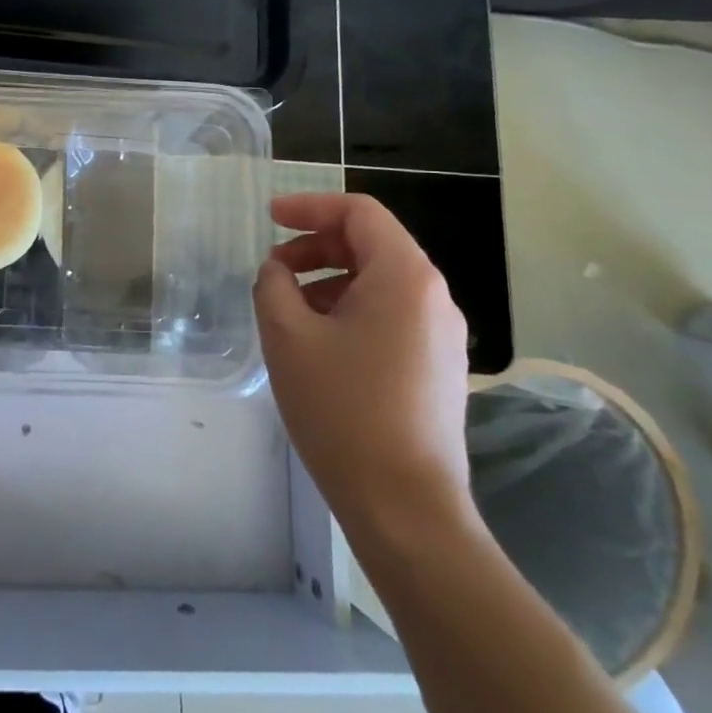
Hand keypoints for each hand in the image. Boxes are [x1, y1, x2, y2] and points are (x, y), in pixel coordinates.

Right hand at [254, 193, 473, 541]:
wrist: (405, 506)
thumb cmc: (343, 410)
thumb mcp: (288, 337)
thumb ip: (274, 285)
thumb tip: (279, 271)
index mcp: (405, 277)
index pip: (359, 213)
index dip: (309, 207)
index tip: (269, 218)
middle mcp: (434, 297)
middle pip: (372, 245)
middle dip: (316, 247)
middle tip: (274, 269)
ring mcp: (442, 335)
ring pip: (380, 283)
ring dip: (330, 281)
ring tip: (288, 311)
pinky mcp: (438, 368)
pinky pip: (391, 316)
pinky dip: (350, 310)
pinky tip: (319, 344)